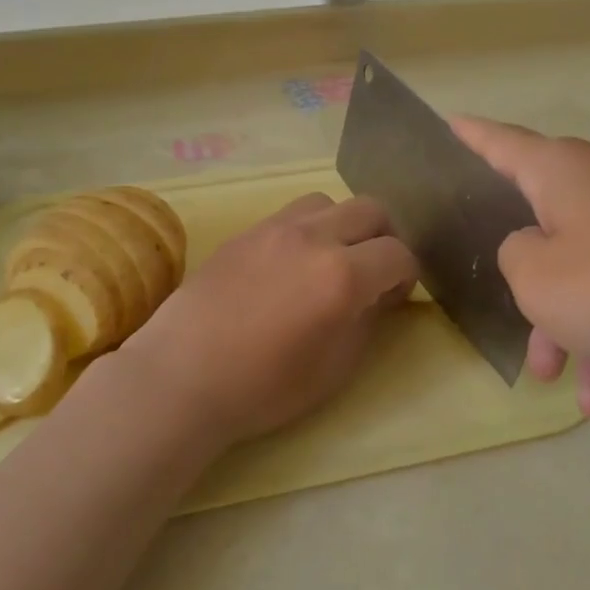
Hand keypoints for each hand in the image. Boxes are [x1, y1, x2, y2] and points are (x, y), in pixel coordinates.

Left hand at [115, 193, 418, 450]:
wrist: (182, 376)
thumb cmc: (264, 387)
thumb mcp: (334, 368)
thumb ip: (366, 321)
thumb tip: (378, 295)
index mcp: (342, 276)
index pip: (398, 254)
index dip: (407, 276)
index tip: (394, 297)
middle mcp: (313, 238)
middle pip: (370, 209)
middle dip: (385, 237)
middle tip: (373, 272)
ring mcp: (274, 229)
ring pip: (328, 202)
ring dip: (343, 226)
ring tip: (330, 260)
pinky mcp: (245, 232)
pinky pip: (290, 214)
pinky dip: (307, 229)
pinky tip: (291, 264)